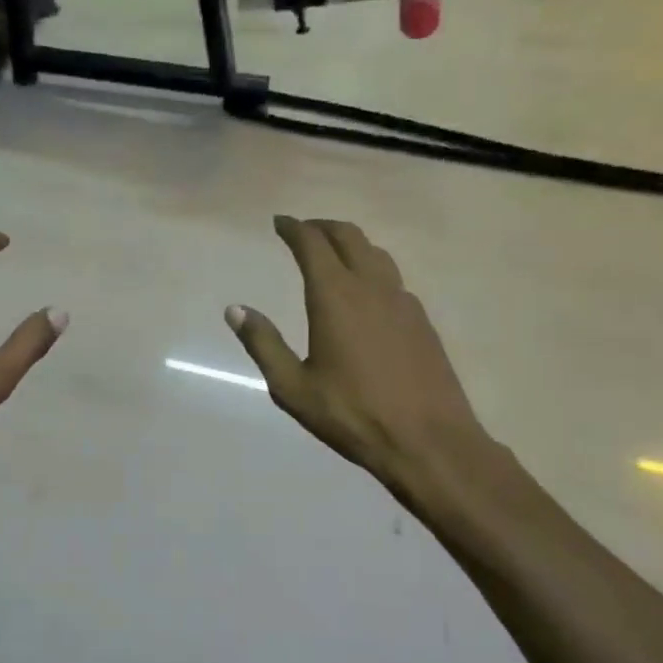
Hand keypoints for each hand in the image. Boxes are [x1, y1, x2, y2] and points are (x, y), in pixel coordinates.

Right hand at [227, 216, 493, 493]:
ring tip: (334, 252)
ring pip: (375, 253)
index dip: (294, 228)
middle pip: (348, 237)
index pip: (312, 244)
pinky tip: (366, 292)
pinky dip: (372, 269)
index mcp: (335, 297)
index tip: (280, 222)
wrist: (427, 440)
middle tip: (303, 231)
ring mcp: (403, 301)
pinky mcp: (422, 320)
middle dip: (322, 227)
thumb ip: (263, 344)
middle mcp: (371, 287)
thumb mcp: (293, 387)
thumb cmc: (352, 415)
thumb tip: (235, 310)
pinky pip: (393, 278)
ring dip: (351, 243)